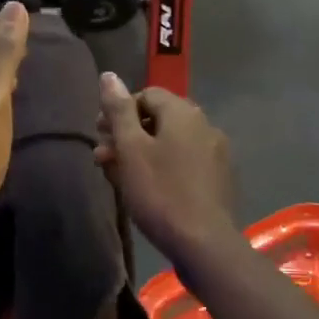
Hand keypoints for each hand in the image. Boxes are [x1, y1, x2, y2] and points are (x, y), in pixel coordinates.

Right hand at [95, 73, 238, 258]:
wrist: (204, 243)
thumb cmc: (161, 192)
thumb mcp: (131, 149)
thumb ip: (119, 111)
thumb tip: (109, 75)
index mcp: (183, 113)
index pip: (146, 95)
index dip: (120, 111)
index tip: (100, 133)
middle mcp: (204, 125)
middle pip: (158, 119)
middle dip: (127, 134)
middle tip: (102, 156)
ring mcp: (215, 153)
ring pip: (170, 143)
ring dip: (141, 153)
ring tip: (117, 175)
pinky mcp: (218, 179)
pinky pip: (184, 162)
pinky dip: (162, 168)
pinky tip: (146, 189)